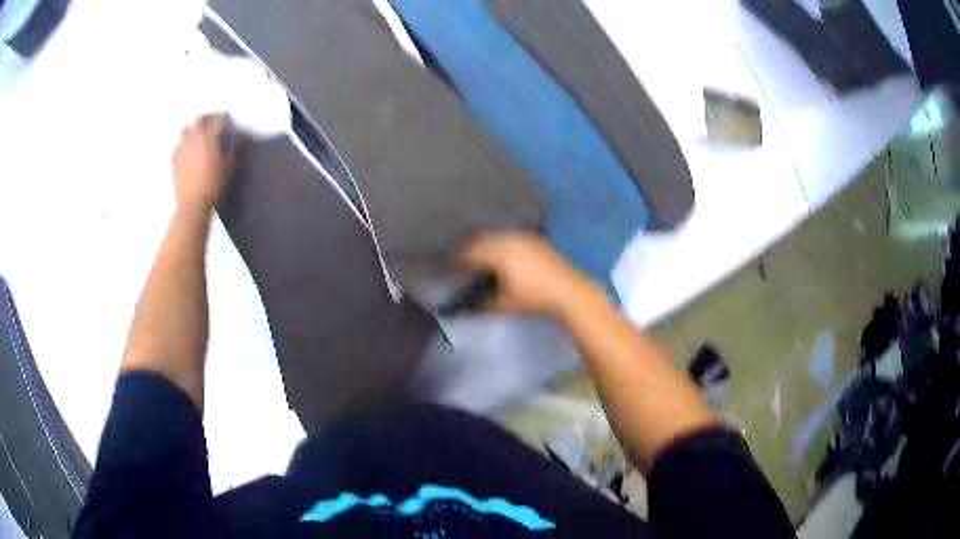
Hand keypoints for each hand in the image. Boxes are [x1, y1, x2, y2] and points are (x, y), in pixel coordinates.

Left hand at [172, 114, 241, 212]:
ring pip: (186, 130)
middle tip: (213, 125)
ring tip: (198, 135)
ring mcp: (182, 148)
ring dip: (193, 129)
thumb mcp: (229, 167)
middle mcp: (194, 138)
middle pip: (200, 120)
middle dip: (208, 119)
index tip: (229, 125)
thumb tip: (239, 137)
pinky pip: (178, 145)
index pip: (219, 120)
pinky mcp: (174, 160)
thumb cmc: (213, 185)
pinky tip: (187, 150)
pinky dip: (183, 144)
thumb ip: (234, 149)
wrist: (192, 205)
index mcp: (209, 137)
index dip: (226, 121)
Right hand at [457, 233, 604, 318]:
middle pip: (483, 240)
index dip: (458, 260)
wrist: (570, 291)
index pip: (471, 252)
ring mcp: (525, 237)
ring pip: (498, 237)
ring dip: (487, 245)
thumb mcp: (504, 304)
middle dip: (471, 250)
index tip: (449, 266)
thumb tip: (464, 309)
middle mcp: (510, 239)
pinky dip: (502, 244)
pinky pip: (511, 238)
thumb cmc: (534, 298)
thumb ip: (481, 304)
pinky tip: (503, 256)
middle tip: (462, 261)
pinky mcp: (537, 240)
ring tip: (481, 258)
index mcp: (498, 252)